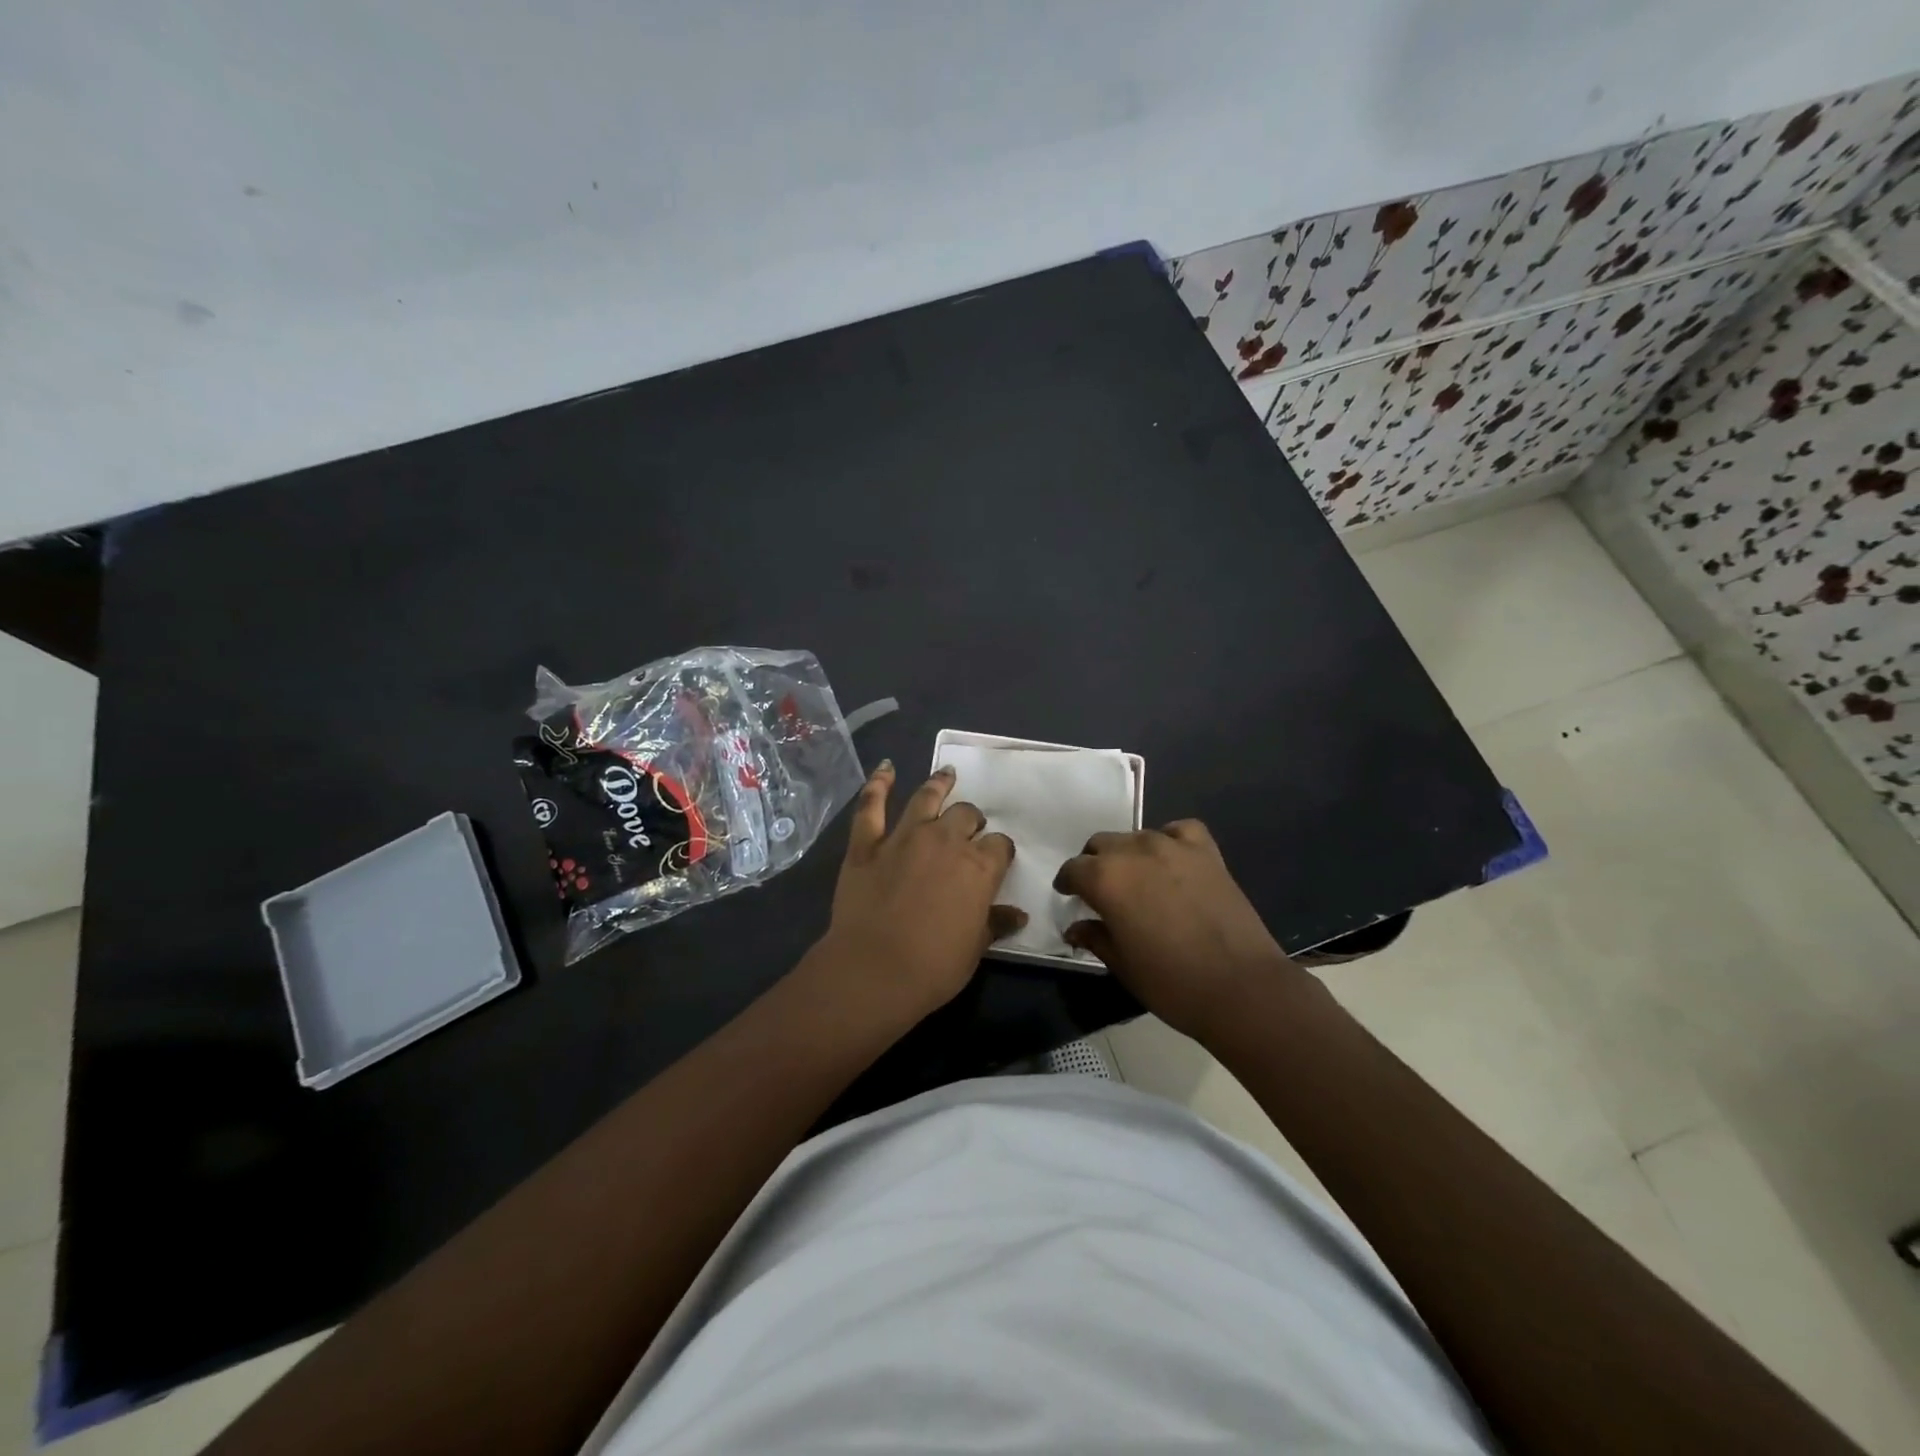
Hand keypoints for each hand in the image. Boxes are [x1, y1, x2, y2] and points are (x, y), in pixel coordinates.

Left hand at [816, 761, 1026, 1023]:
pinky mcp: (866, 844)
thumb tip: (1017, 914)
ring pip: (926, 799)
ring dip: (939, 784)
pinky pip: (871, 806)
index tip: (997, 860)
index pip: (999, 845)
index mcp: (978, 866)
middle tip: (969, 828)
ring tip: (947, 775)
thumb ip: (995, 923)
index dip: (999, 851)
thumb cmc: (934, 966)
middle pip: (965, 815)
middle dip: (971, 820)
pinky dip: (878, 784)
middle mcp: (945, 840)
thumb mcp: (975, 948)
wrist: (874, 971)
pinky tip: (885, 768)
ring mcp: (903, 837)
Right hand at [1054, 820, 1297, 1040]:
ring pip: (1136, 836)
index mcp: (1105, 879)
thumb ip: (1094, 937)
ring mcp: (1172, 846)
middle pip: (1101, 844)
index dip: (1068, 883)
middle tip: (1102, 890)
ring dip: (1128, 854)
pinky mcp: (1206, 851)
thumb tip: (1076, 927)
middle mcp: (1134, 851)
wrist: (1241, 987)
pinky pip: (1178, 831)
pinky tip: (1171, 860)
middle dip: (1095, 863)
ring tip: (1138, 878)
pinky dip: (1169, 840)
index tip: (1069, 895)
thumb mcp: (1121, 965)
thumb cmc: (1171, 982)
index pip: (1073, 869)